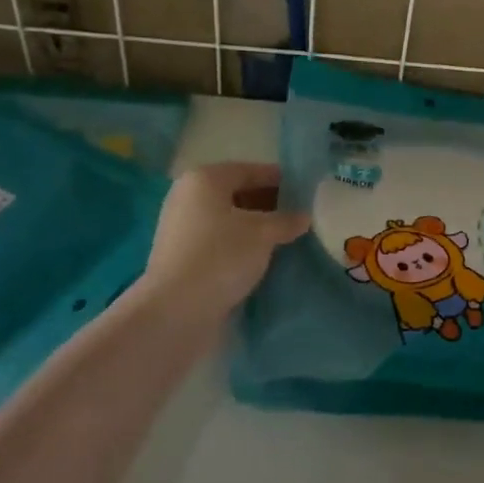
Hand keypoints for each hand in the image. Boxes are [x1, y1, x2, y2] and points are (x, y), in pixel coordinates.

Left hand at [141, 162, 309, 315]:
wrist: (176, 311)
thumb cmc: (221, 257)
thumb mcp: (263, 234)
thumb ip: (286, 220)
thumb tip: (303, 216)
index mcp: (204, 179)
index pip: (251, 171)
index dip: (281, 180)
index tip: (307, 193)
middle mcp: (188, 197)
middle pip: (238, 193)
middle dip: (270, 205)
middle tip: (300, 218)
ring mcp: (182, 228)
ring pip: (229, 220)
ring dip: (256, 228)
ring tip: (287, 240)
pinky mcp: (181, 256)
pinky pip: (219, 241)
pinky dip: (240, 245)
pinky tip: (263, 258)